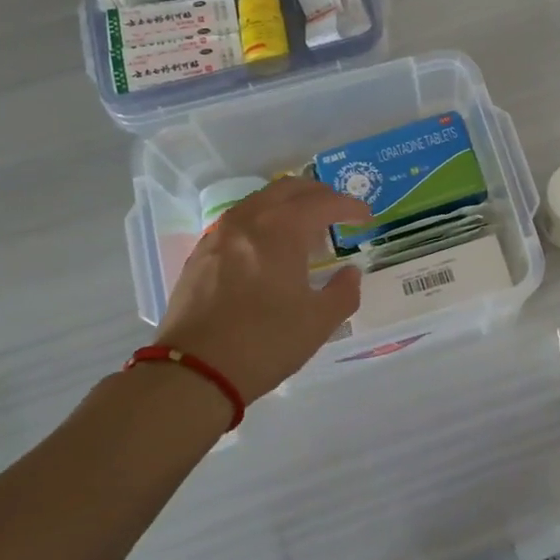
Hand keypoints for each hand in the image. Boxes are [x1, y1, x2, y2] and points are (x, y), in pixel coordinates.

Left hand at [154, 177, 368, 403]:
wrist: (194, 371)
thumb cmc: (264, 342)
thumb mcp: (318, 322)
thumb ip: (343, 292)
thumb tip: (350, 273)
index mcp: (282, 230)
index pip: (323, 203)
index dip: (349, 207)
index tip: (365, 217)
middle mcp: (249, 220)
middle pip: (288, 188)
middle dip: (318, 194)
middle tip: (337, 212)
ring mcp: (220, 234)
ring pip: (260, 200)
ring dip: (288, 205)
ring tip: (304, 228)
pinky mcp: (201, 252)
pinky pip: (239, 220)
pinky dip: (262, 221)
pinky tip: (267, 247)